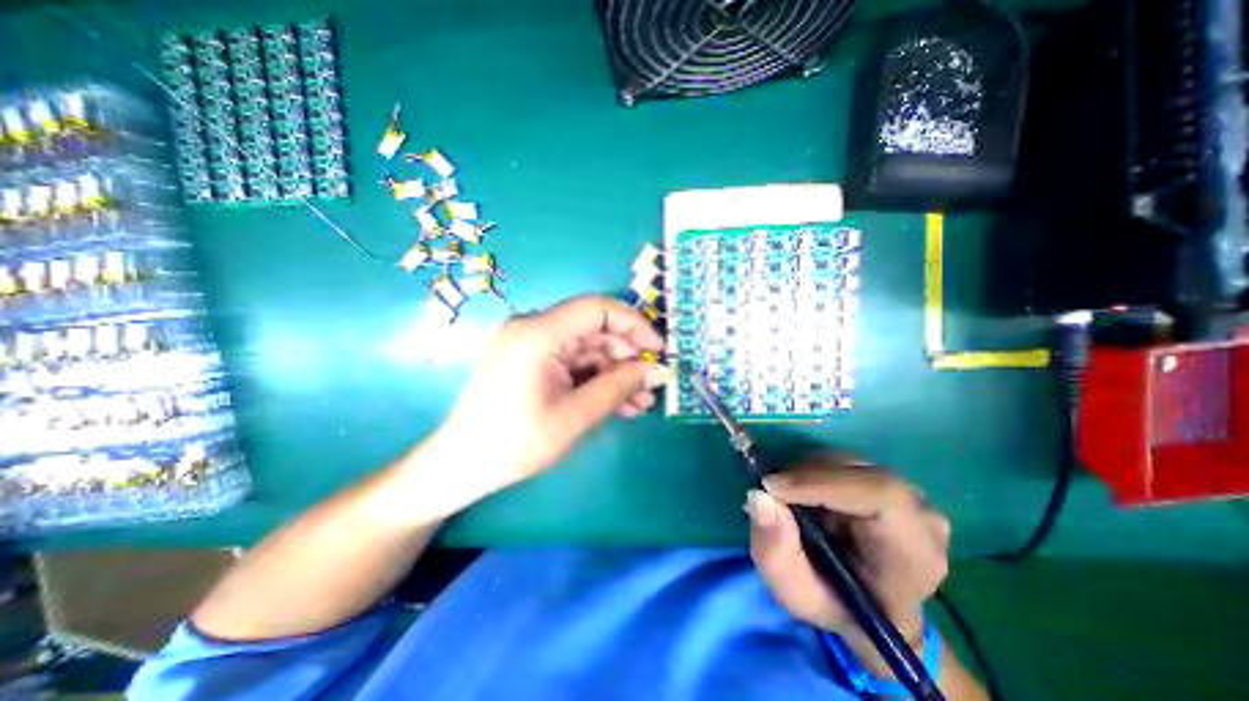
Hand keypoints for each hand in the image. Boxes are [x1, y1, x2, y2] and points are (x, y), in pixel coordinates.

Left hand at [431, 297, 673, 504]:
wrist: (462, 466)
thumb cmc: (516, 442)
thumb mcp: (576, 415)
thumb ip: (620, 387)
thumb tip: (658, 371)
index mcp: (540, 333)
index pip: (598, 308)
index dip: (634, 325)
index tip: (658, 351)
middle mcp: (535, 329)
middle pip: (595, 330)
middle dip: (628, 357)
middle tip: (652, 385)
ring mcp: (533, 345)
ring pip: (588, 349)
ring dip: (616, 372)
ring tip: (640, 401)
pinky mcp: (533, 361)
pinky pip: (574, 362)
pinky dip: (597, 379)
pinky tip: (618, 402)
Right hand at [745, 456, 953, 664]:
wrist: (868, 606)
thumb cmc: (835, 605)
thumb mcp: (795, 591)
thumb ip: (775, 549)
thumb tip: (758, 496)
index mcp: (914, 555)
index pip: (879, 496)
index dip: (822, 483)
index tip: (772, 487)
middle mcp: (921, 516)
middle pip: (858, 472)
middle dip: (805, 476)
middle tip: (770, 490)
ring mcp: (908, 495)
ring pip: (848, 462)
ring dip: (806, 472)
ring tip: (785, 494)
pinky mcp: (888, 482)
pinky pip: (844, 463)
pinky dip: (813, 470)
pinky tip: (800, 490)